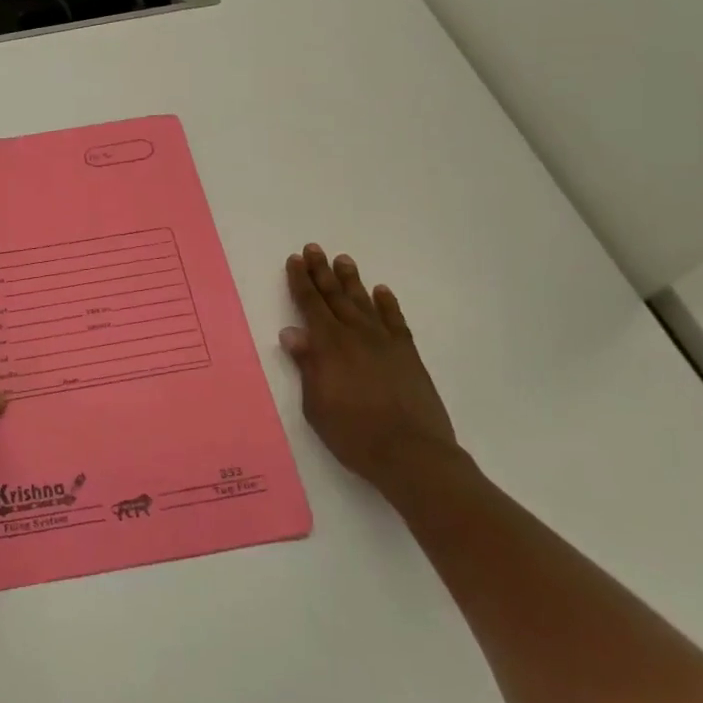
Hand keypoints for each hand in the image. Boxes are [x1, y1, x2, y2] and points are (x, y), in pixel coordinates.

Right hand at [281, 244, 461, 490]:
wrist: (411, 454)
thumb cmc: (354, 434)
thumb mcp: (316, 405)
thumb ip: (306, 365)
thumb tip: (291, 332)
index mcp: (328, 346)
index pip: (310, 304)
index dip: (300, 281)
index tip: (295, 260)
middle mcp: (355, 335)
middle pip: (335, 296)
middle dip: (321, 271)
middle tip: (314, 248)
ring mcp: (384, 342)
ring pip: (363, 302)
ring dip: (351, 280)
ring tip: (343, 259)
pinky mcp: (408, 355)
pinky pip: (395, 321)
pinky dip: (387, 304)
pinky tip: (381, 291)